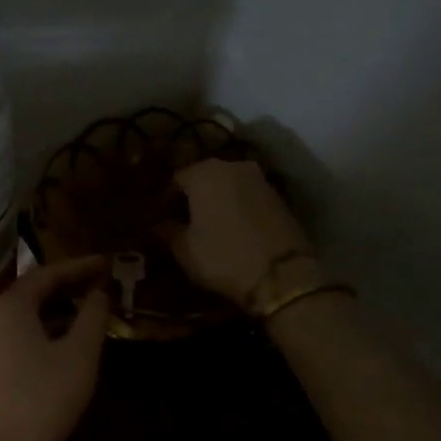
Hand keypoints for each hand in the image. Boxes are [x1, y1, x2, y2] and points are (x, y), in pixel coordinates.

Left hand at [0, 255, 110, 440]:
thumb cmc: (46, 395)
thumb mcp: (80, 352)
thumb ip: (92, 316)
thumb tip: (98, 293)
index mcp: (8, 305)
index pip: (48, 273)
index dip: (79, 267)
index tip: (105, 262)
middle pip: (30, 292)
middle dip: (65, 287)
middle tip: (98, 283)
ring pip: (21, 315)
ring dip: (53, 310)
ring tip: (85, 311)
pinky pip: (13, 335)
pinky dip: (39, 330)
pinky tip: (61, 340)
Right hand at [161, 159, 314, 307]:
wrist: (282, 274)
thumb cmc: (223, 257)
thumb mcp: (185, 250)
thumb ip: (167, 231)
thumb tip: (158, 225)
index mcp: (204, 173)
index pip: (175, 179)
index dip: (165, 200)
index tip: (160, 219)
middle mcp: (233, 166)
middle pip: (204, 177)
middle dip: (192, 197)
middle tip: (183, 221)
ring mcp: (260, 179)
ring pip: (228, 185)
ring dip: (216, 201)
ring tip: (208, 226)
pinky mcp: (279, 196)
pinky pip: (248, 197)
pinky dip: (237, 207)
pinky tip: (232, 228)